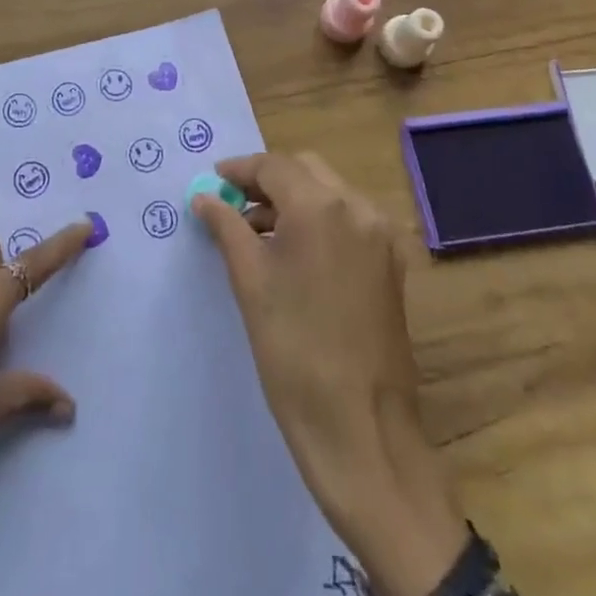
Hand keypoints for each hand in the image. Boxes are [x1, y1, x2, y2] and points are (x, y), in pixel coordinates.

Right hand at [191, 153, 466, 595]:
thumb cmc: (293, 350)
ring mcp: (381, 237)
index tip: (212, 181)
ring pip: (330, 192)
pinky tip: (291, 250)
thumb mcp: (250, 282)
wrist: (361, 428)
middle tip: (231, 203)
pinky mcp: (391, 265)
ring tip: (254, 229)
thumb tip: (205, 197)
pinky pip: (348, 221)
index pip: (274, 166)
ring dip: (292, 199)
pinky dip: (318, 220)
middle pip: (305, 170)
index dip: (239, 170)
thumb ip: (227, 226)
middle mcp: (358, 209)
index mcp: (322, 206)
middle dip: (267, 180)